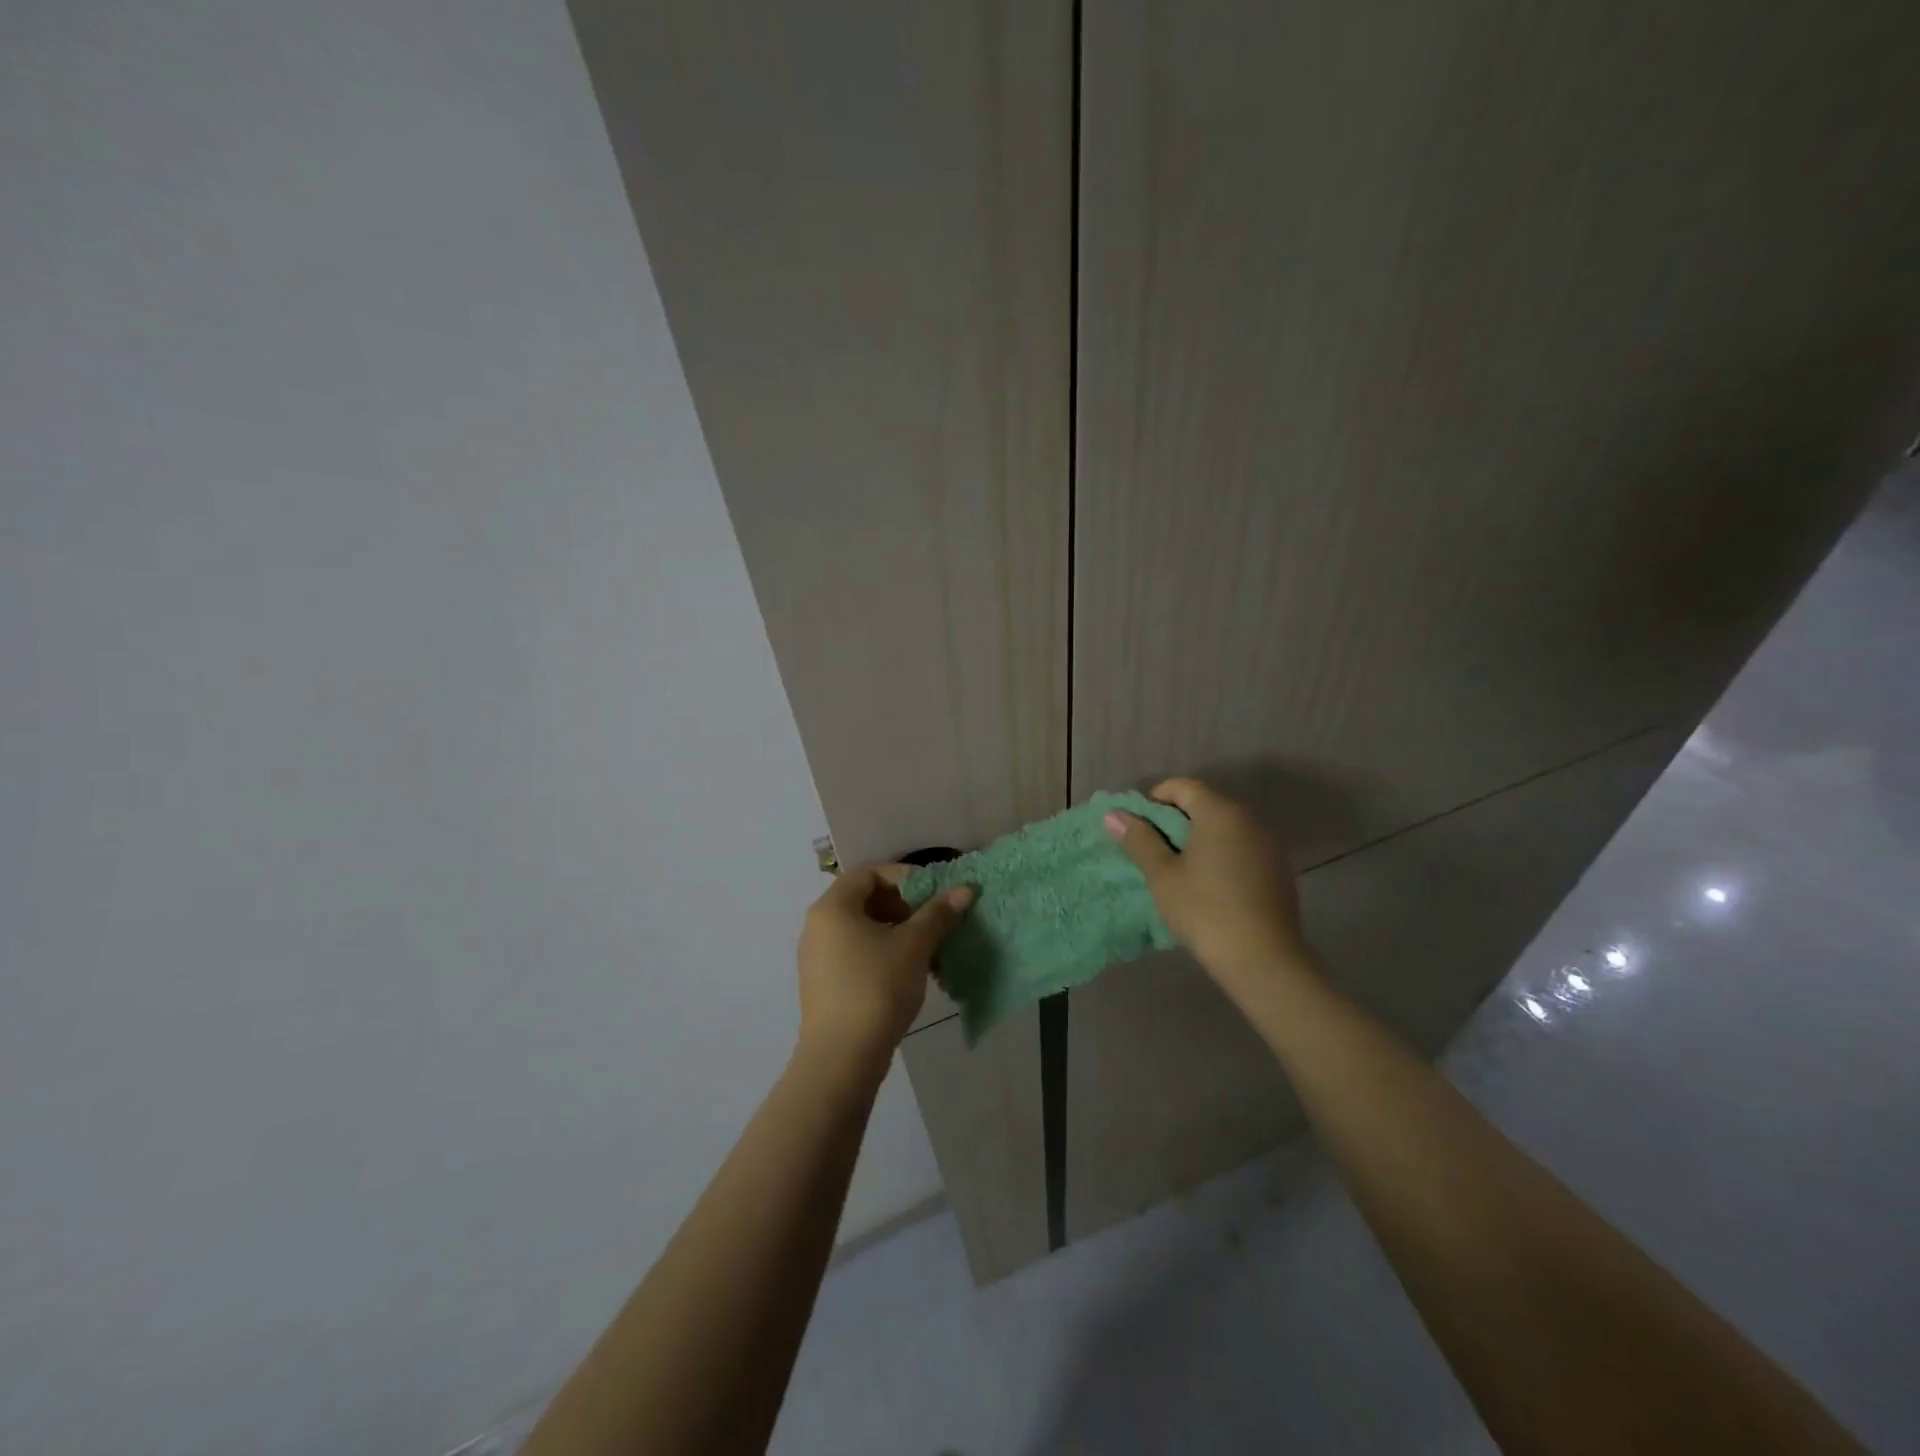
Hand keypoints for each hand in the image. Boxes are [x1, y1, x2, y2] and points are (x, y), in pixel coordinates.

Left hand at [796, 863, 975, 1065]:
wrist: (842, 1058)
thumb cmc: (877, 987)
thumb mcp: (914, 946)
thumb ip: (938, 914)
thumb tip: (965, 890)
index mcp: (833, 907)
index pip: (869, 872)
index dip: (904, 877)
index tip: (932, 895)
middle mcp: (818, 925)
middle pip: (864, 899)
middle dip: (903, 906)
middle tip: (930, 923)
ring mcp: (817, 956)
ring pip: (862, 929)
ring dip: (896, 932)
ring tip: (925, 952)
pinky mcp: (823, 984)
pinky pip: (854, 953)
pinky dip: (881, 953)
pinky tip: (907, 974)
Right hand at [1104, 776, 1315, 990]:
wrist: (1263, 960)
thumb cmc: (1204, 910)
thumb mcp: (1162, 875)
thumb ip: (1139, 839)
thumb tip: (1113, 814)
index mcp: (1220, 812)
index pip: (1183, 786)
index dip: (1155, 798)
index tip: (1137, 825)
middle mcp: (1249, 820)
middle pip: (1206, 804)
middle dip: (1175, 819)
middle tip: (1151, 847)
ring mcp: (1268, 845)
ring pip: (1225, 827)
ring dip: (1198, 838)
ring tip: (1176, 867)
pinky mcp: (1278, 870)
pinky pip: (1241, 848)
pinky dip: (1220, 854)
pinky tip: (1208, 884)